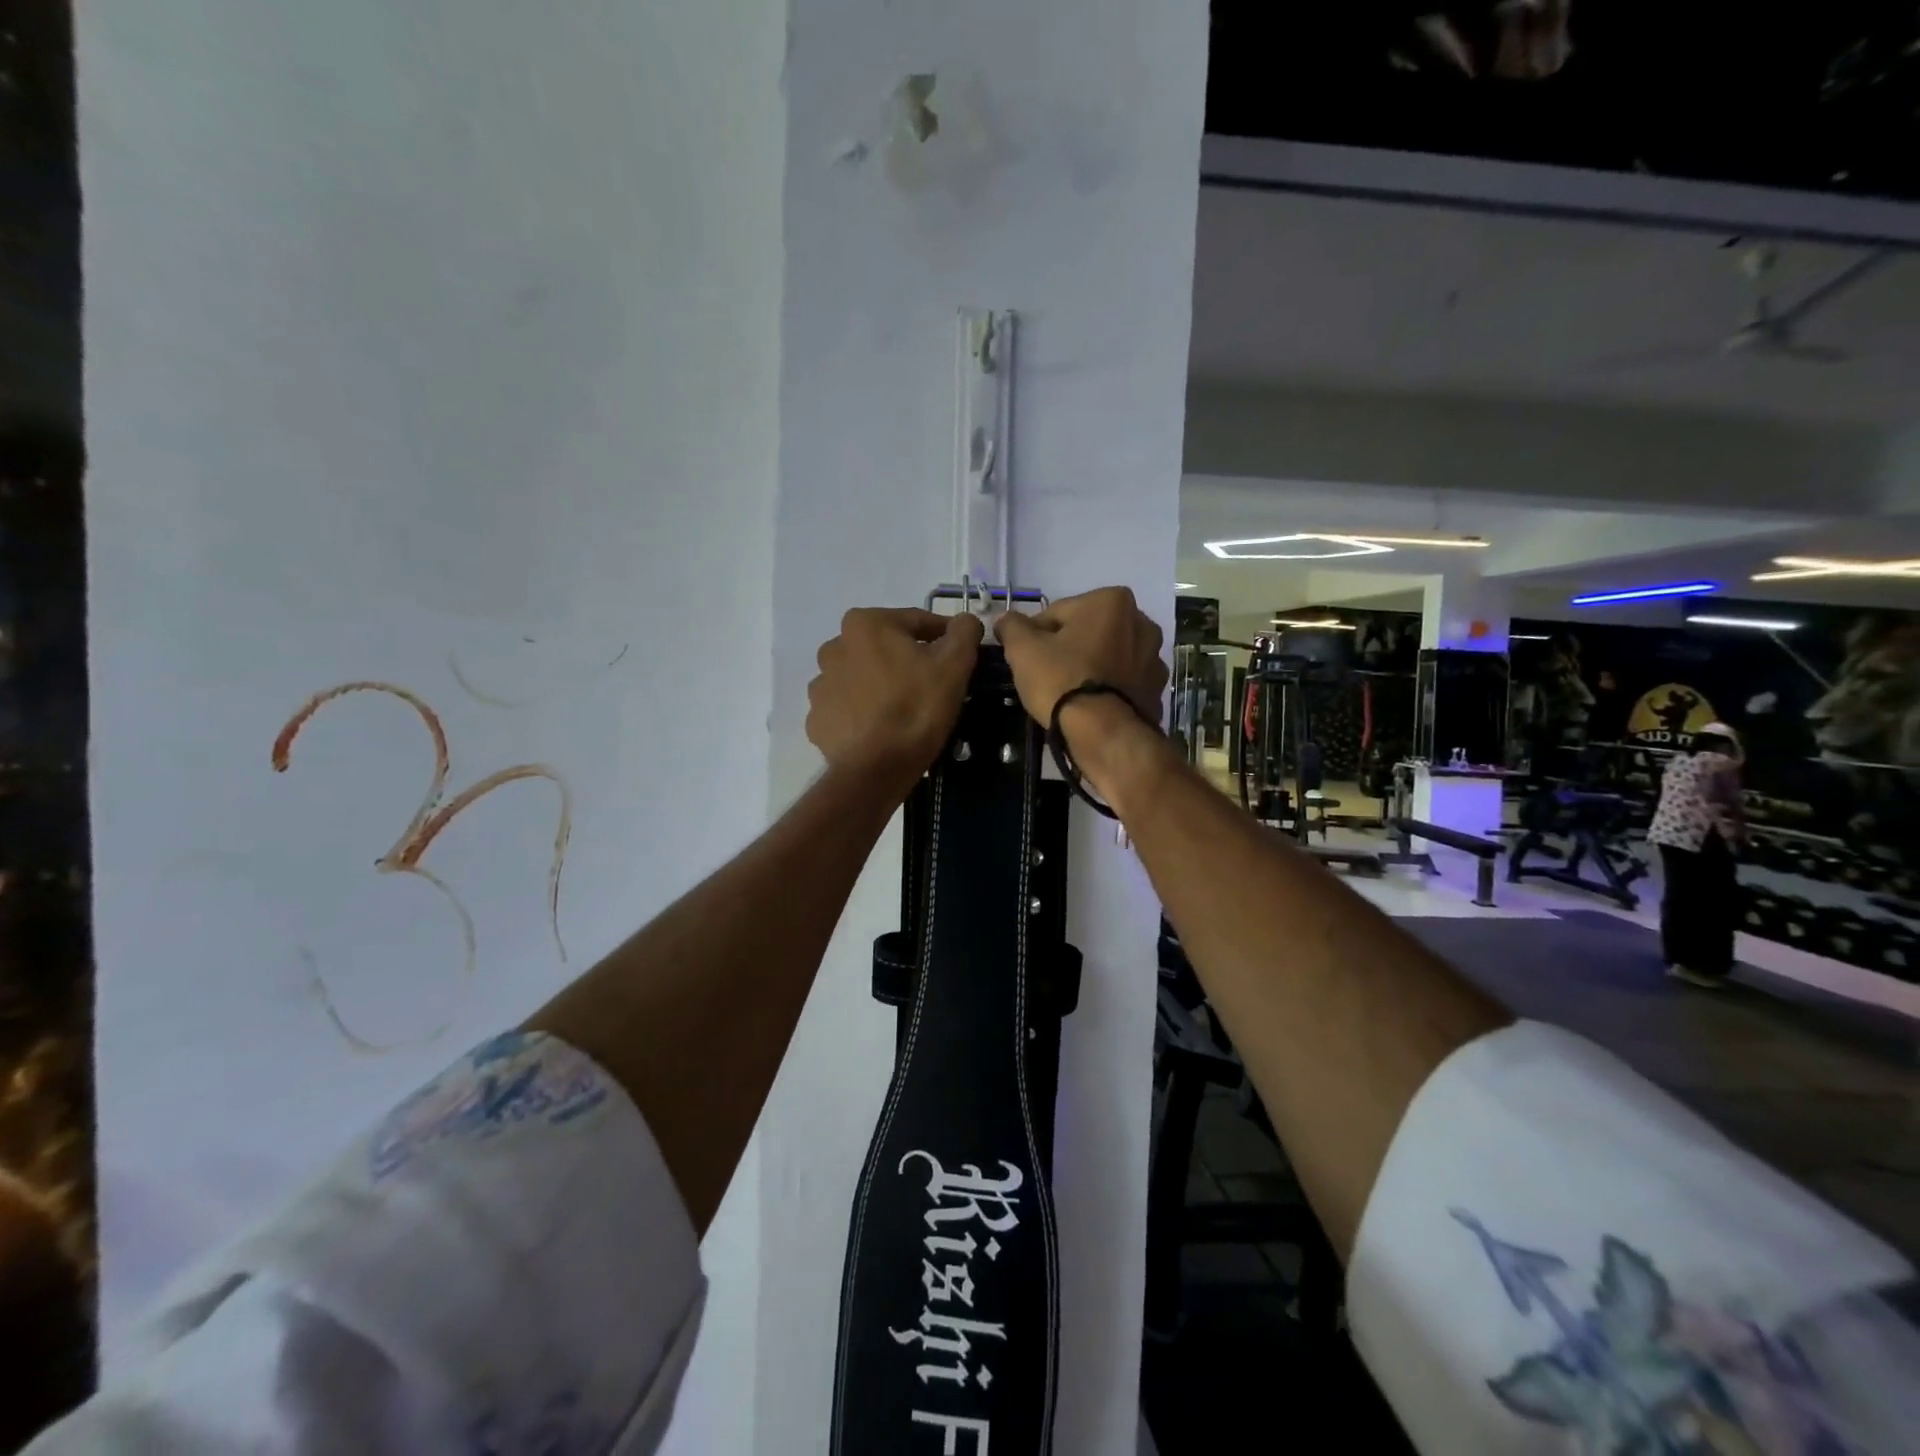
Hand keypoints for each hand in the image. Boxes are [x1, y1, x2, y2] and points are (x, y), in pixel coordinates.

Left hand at [807, 608, 984, 788]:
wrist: (876, 769)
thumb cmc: (917, 707)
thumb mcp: (954, 664)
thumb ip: (964, 631)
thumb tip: (965, 621)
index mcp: (865, 624)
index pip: (916, 621)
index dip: (944, 637)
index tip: (960, 655)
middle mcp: (834, 647)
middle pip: (885, 648)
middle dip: (908, 660)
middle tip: (933, 686)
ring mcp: (821, 685)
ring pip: (863, 677)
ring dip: (882, 685)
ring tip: (906, 709)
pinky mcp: (817, 719)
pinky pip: (848, 708)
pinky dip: (864, 713)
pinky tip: (882, 729)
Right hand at [995, 587, 1166, 729]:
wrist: (1102, 733)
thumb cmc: (1062, 680)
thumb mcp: (1023, 649)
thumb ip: (1012, 626)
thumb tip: (1005, 618)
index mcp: (1112, 600)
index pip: (1058, 612)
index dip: (1036, 634)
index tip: (1027, 657)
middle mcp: (1142, 621)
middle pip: (1088, 631)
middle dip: (1069, 647)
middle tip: (1047, 675)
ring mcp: (1155, 657)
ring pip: (1108, 655)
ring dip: (1091, 665)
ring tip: (1069, 692)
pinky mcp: (1157, 689)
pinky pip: (1123, 681)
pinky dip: (1108, 687)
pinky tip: (1091, 705)